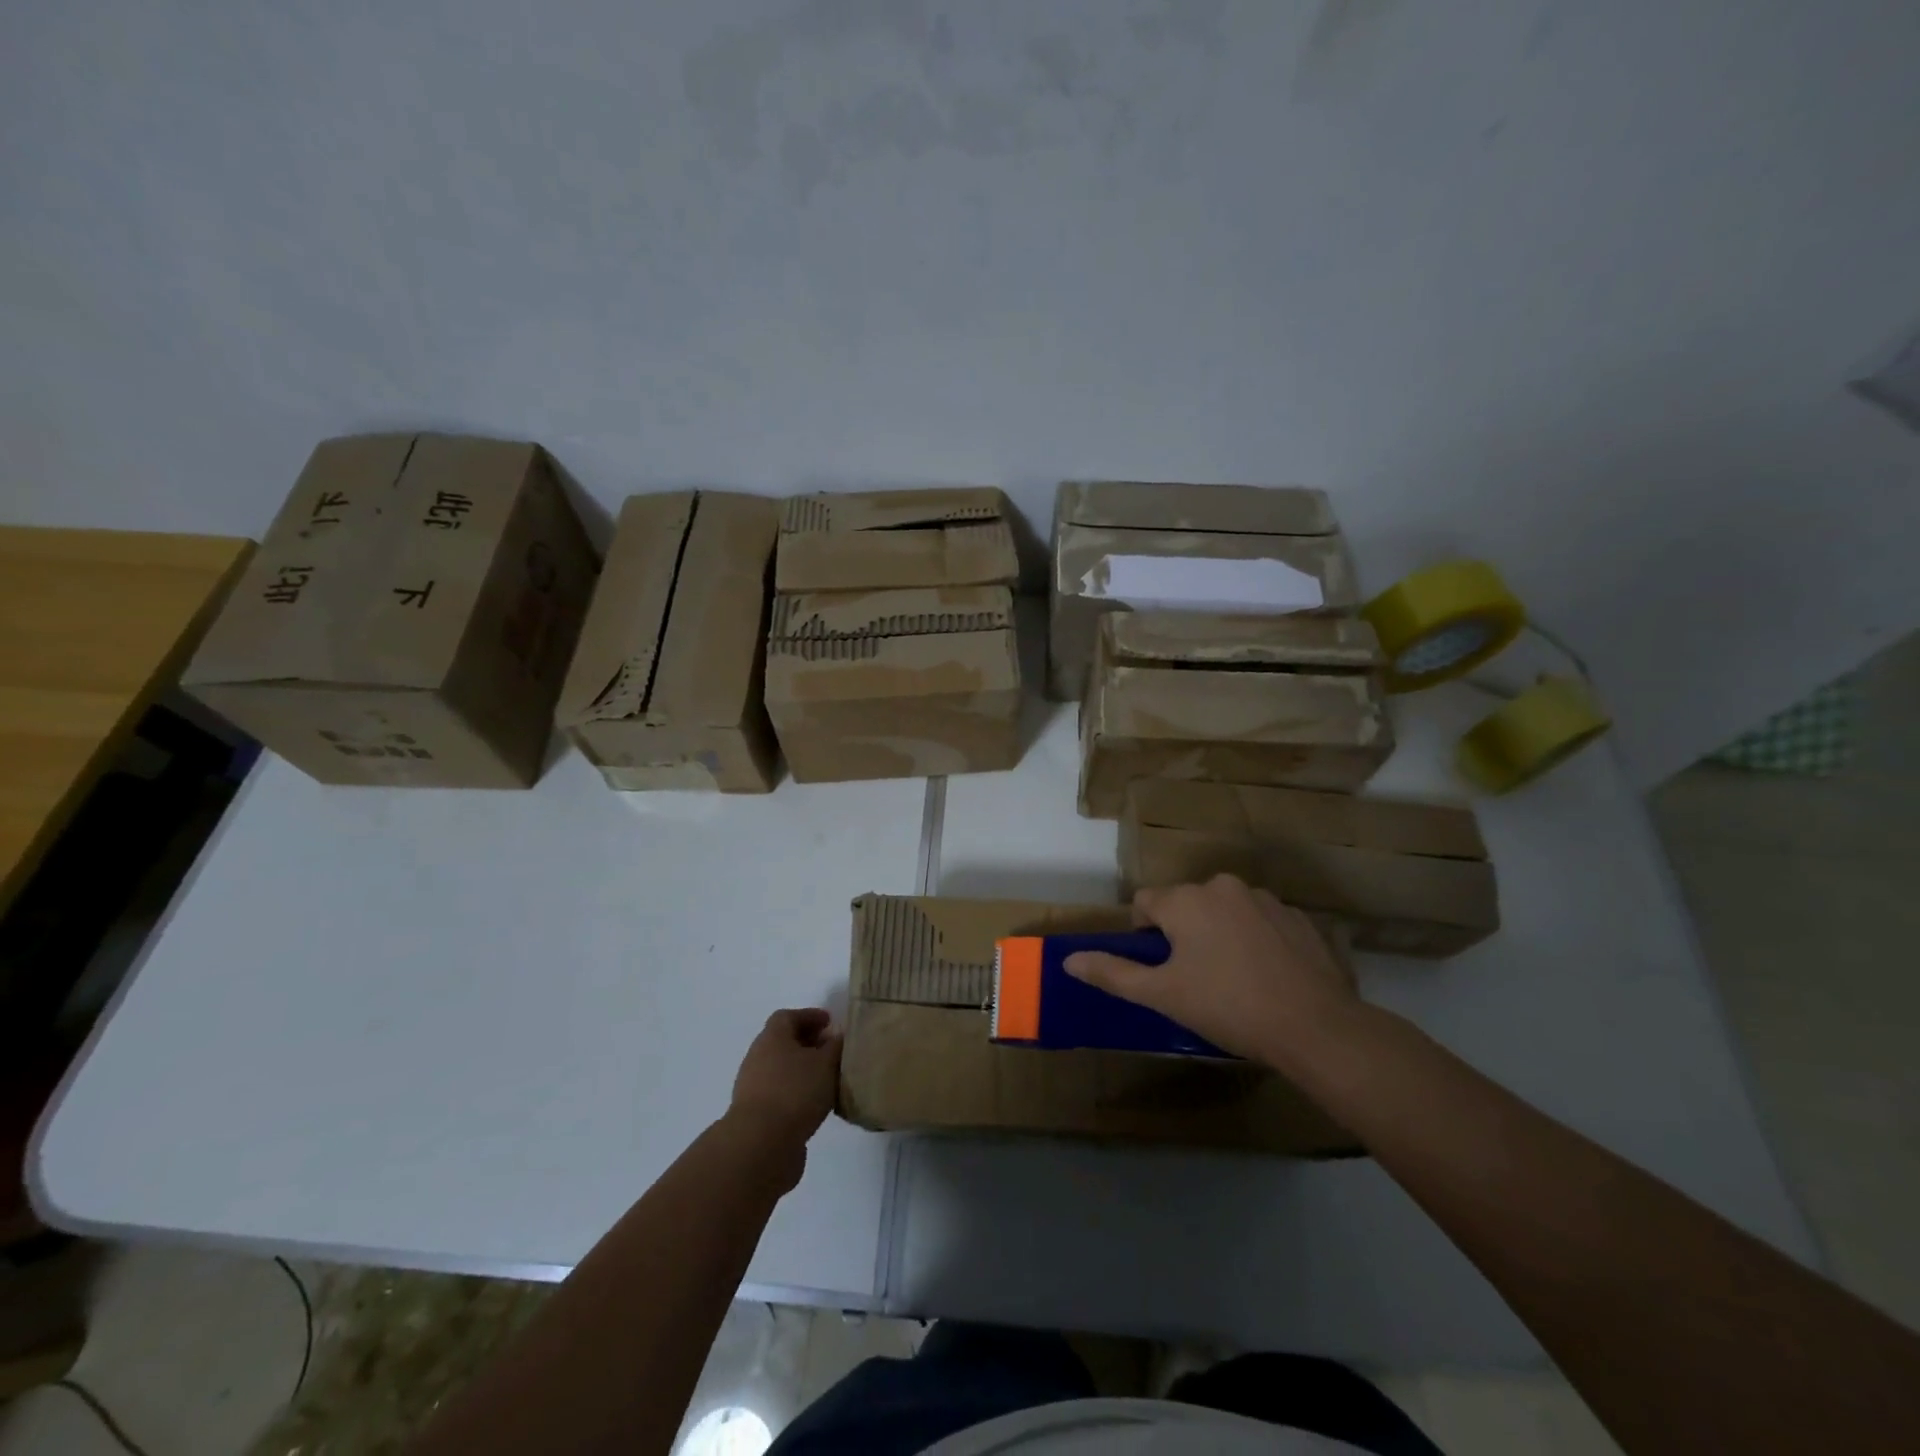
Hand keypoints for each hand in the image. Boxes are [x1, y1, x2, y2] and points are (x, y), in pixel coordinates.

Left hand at [726, 1009, 841, 1174]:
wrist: (760, 1144)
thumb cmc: (796, 1091)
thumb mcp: (826, 1063)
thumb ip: (835, 1046)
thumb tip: (838, 1035)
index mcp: (772, 1037)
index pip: (788, 1016)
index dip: (810, 1016)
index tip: (830, 1023)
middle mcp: (757, 1057)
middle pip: (782, 1042)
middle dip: (807, 1043)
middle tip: (831, 1050)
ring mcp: (752, 1087)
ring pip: (780, 1069)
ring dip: (801, 1070)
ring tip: (826, 1079)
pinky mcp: (754, 1115)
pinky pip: (778, 1093)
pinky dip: (795, 1092)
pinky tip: (813, 1104)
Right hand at [1064, 874, 1361, 1069]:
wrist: (1316, 1026)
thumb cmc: (1228, 1007)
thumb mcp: (1162, 995)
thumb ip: (1113, 973)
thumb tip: (1069, 960)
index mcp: (1186, 899)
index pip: (1145, 902)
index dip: (1144, 934)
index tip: (1160, 969)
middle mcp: (1222, 886)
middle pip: (1186, 904)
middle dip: (1183, 933)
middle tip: (1195, 978)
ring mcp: (1265, 898)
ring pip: (1224, 910)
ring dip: (1219, 933)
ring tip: (1234, 979)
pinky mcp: (1298, 917)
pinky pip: (1261, 921)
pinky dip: (1255, 939)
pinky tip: (1267, 976)